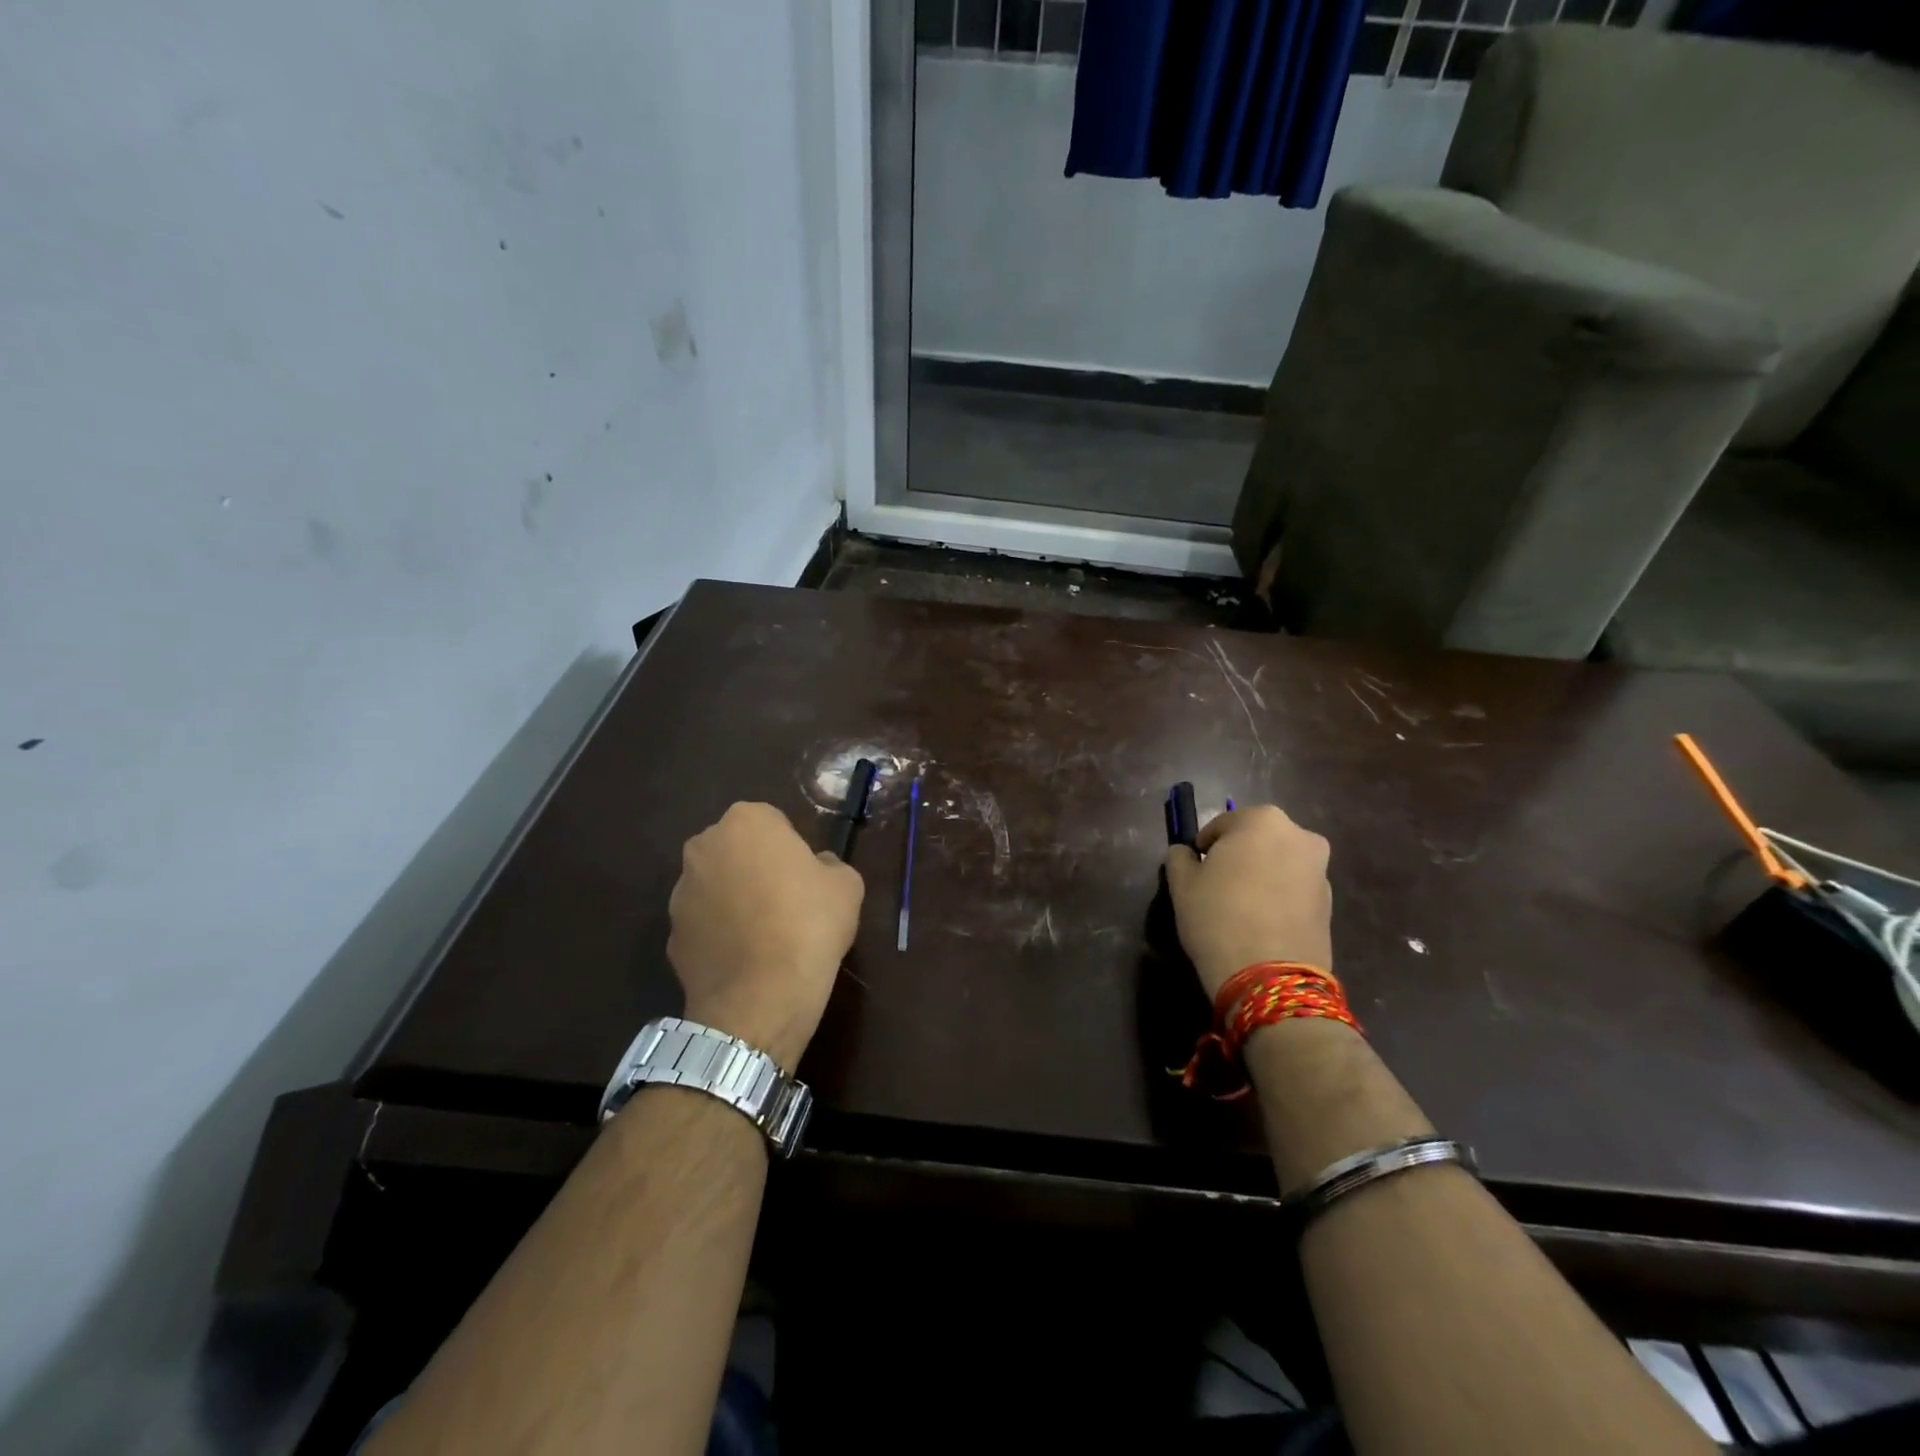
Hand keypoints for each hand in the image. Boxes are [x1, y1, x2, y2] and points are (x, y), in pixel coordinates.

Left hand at [667, 802, 864, 1069]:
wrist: (762, 997)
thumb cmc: (809, 924)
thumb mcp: (847, 884)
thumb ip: (828, 864)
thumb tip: (816, 868)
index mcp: (746, 822)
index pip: (773, 821)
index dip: (792, 848)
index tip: (807, 876)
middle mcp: (704, 847)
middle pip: (737, 849)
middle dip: (756, 867)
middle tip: (788, 900)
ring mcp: (681, 892)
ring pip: (717, 885)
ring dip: (735, 899)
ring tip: (767, 935)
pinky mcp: (671, 934)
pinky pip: (705, 924)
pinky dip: (721, 934)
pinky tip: (746, 959)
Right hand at [1165, 805, 1333, 999]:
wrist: (1269, 976)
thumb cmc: (1218, 916)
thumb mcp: (1182, 884)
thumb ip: (1180, 858)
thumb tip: (1185, 853)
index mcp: (1262, 820)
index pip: (1223, 824)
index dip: (1205, 845)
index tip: (1196, 868)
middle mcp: (1299, 836)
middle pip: (1257, 840)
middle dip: (1239, 856)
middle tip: (1217, 885)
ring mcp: (1320, 871)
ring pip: (1279, 864)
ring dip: (1261, 876)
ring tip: (1240, 907)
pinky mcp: (1330, 904)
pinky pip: (1295, 890)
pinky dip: (1278, 898)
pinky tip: (1260, 923)